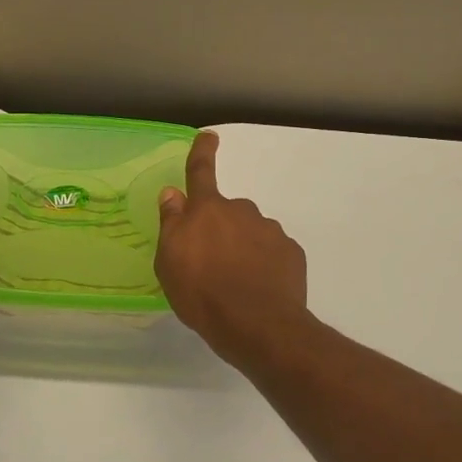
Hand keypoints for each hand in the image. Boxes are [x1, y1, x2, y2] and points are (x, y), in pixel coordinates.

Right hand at [155, 131, 309, 368]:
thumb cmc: (202, 293)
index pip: (201, 172)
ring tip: (234, 282)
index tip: (209, 136)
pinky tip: (257, 288)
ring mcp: (270, 231)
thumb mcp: (169, 262)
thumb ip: (172, 224)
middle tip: (210, 262)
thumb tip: (173, 193)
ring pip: (250, 231)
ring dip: (242, 247)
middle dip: (219, 228)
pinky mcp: (292, 254)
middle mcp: (241, 211)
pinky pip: (272, 251)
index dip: (202, 152)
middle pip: (226, 211)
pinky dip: (263, 263)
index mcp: (207, 210)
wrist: (257, 326)